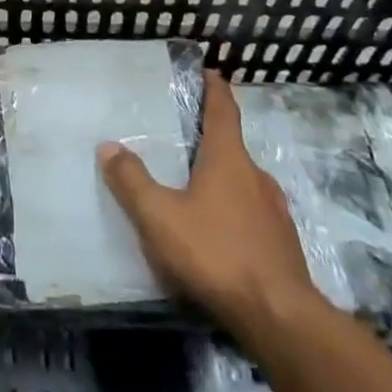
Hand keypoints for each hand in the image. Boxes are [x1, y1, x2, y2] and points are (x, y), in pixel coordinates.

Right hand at [98, 71, 321, 336]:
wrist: (281, 320)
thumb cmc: (216, 253)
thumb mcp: (159, 216)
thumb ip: (132, 181)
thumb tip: (108, 146)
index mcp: (229, 159)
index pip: (223, 111)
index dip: (214, 89)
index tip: (209, 72)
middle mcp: (256, 177)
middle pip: (232, 147)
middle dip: (211, 139)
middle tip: (184, 137)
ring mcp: (274, 213)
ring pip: (243, 183)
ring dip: (221, 178)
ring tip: (194, 187)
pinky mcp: (282, 246)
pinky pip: (252, 215)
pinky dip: (232, 210)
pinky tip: (215, 232)